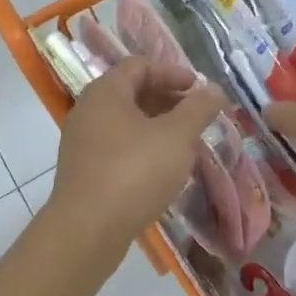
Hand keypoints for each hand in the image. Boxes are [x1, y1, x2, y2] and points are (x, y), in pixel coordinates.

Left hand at [46, 58, 228, 251]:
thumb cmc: (135, 171)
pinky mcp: (83, 172)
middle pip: (131, 93)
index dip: (172, 73)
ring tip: (185, 145)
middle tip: (197, 117)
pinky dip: (142, 149)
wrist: (88, 229)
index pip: (139, 66)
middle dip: (168, 101)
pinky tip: (162, 171)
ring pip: (125, 124)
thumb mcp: (177, 136)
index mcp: (106, 92)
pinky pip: (117, 148)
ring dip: (157, 128)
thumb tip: (214, 90)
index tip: (199, 89)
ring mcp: (82, 143)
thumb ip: (199, 108)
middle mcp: (88, 111)